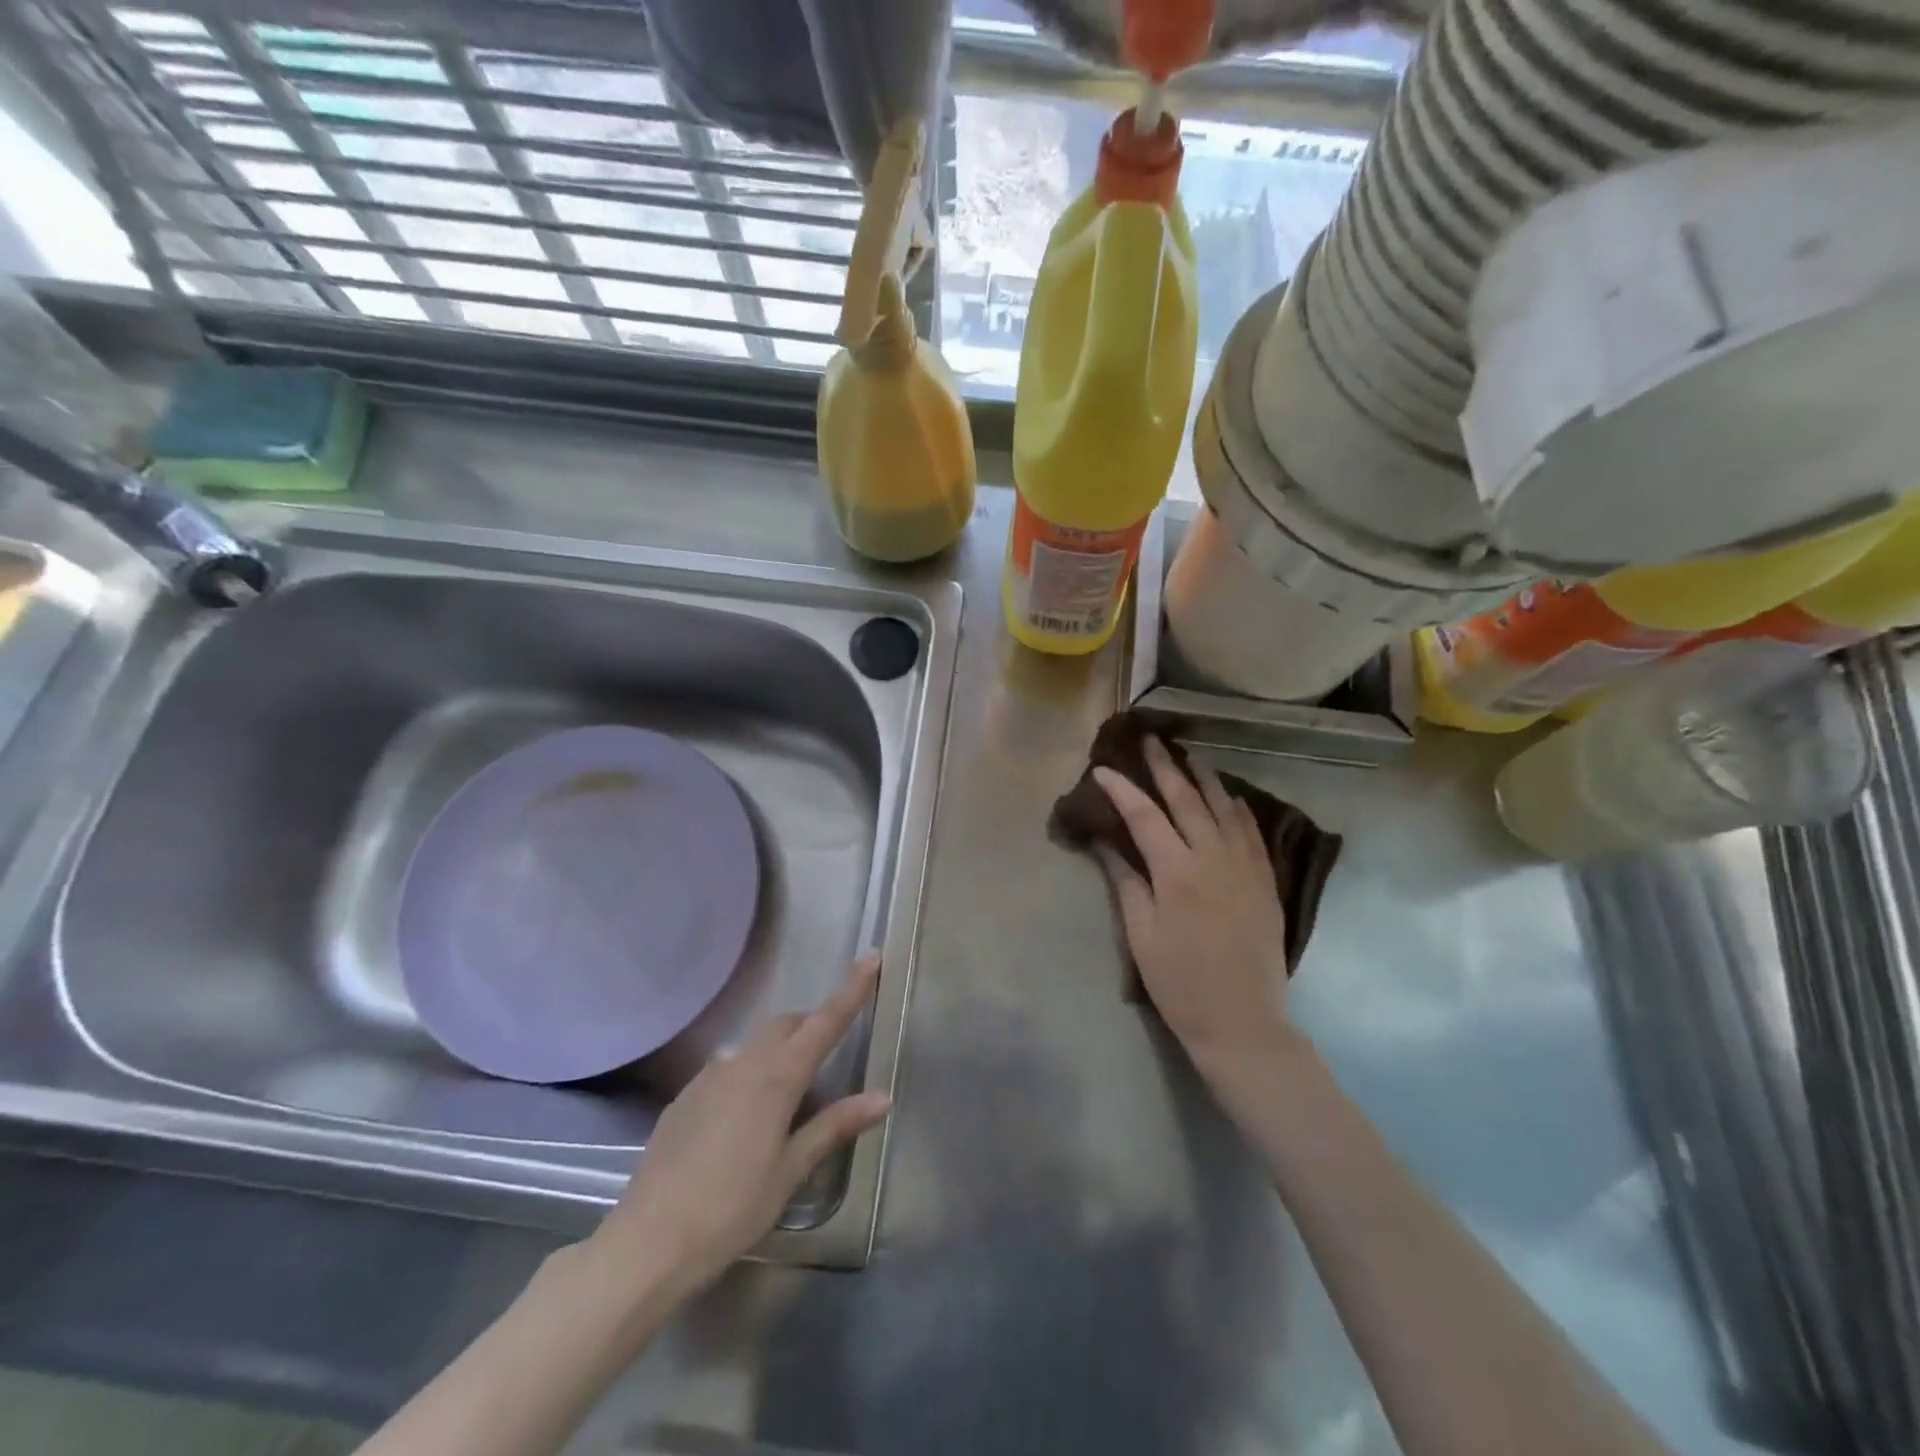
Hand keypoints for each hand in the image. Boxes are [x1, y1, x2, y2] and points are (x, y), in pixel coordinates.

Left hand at [589, 956, 890, 1295]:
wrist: (648, 1242)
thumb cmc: (731, 1209)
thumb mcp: (790, 1170)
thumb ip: (834, 1126)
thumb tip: (882, 1097)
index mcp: (777, 1077)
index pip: (825, 1021)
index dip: (852, 989)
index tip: (871, 957)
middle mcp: (743, 1063)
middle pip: (787, 1025)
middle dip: (812, 1026)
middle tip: (831, 1056)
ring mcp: (709, 1076)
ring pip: (755, 1044)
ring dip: (780, 1050)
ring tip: (790, 1096)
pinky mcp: (684, 1097)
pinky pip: (727, 1068)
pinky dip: (749, 1074)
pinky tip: (745, 1118)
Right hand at [1093, 737, 1296, 1072]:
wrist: (1242, 1023)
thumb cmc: (1180, 984)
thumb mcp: (1141, 935)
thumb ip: (1126, 882)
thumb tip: (1105, 842)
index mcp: (1177, 873)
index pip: (1144, 817)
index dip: (1121, 790)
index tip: (1103, 769)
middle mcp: (1213, 859)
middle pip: (1186, 801)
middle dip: (1165, 768)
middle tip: (1151, 740)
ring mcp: (1245, 868)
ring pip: (1224, 809)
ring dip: (1204, 778)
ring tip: (1189, 754)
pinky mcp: (1265, 882)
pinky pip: (1252, 833)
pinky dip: (1238, 808)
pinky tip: (1230, 796)